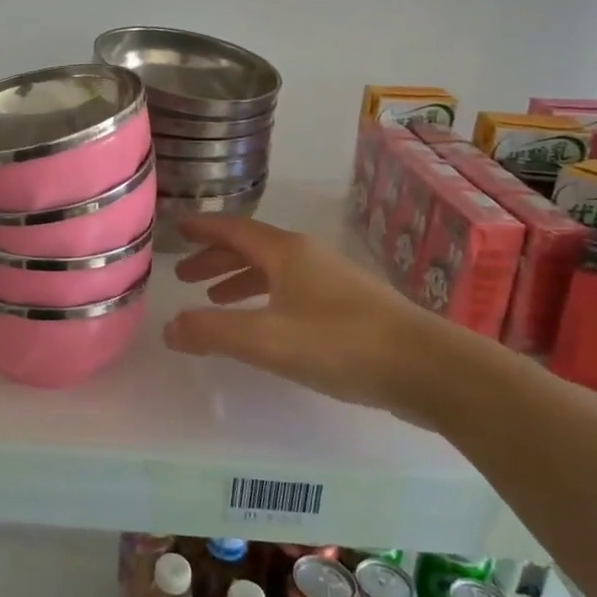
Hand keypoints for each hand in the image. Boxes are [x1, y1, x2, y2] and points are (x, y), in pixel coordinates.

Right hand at [163, 214, 438, 423]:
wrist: (428, 367)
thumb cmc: (340, 344)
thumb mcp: (266, 339)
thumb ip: (212, 331)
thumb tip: (168, 327)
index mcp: (286, 253)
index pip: (233, 229)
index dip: (203, 228)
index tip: (177, 228)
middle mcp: (308, 257)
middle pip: (252, 248)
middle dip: (216, 258)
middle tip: (185, 276)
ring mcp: (332, 280)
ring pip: (273, 270)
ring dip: (240, 279)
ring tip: (216, 299)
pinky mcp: (350, 307)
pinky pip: (292, 290)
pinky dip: (266, 297)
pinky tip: (266, 323)